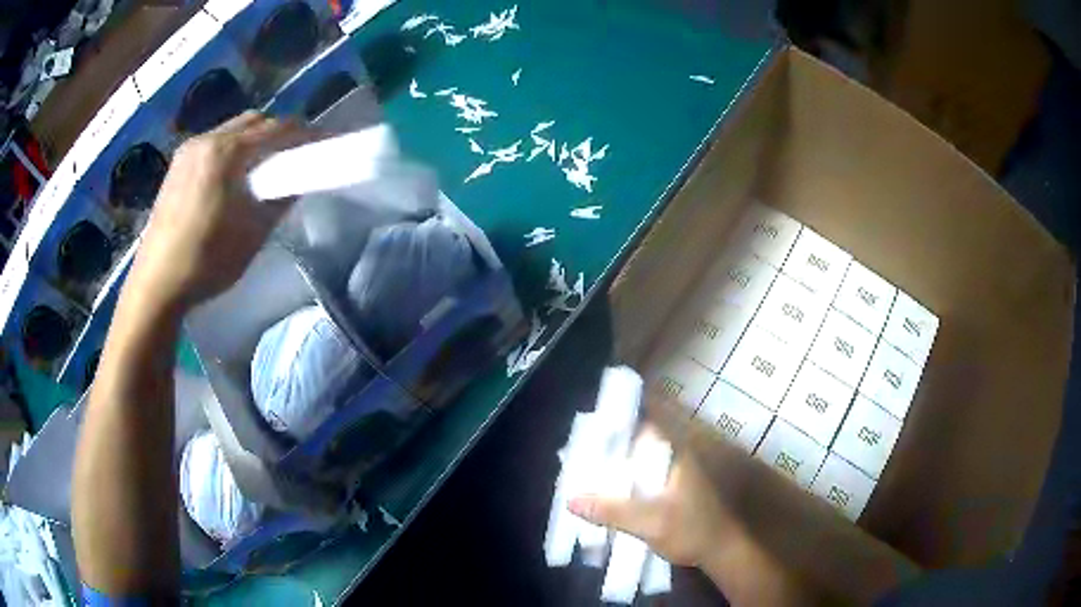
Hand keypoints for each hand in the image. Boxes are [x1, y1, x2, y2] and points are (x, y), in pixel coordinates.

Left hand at [129, 111, 313, 310]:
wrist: (156, 285)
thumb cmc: (206, 262)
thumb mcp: (252, 234)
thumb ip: (280, 199)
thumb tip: (298, 180)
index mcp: (226, 152)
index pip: (277, 129)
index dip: (305, 134)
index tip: (324, 143)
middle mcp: (206, 140)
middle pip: (254, 121)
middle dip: (279, 132)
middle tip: (295, 155)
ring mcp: (188, 150)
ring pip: (233, 129)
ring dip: (255, 139)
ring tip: (264, 166)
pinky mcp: (177, 165)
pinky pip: (215, 142)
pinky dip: (233, 149)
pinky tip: (234, 175)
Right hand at [568, 426, 729, 567]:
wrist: (722, 552)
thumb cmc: (692, 530)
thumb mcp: (649, 523)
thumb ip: (612, 511)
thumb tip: (570, 500)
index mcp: (675, 455)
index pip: (643, 426)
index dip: (617, 425)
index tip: (589, 431)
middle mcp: (677, 458)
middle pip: (639, 445)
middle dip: (612, 450)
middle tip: (580, 457)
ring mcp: (678, 475)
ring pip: (642, 464)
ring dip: (619, 469)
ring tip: (588, 475)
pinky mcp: (676, 492)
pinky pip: (646, 479)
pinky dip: (628, 484)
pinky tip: (611, 496)